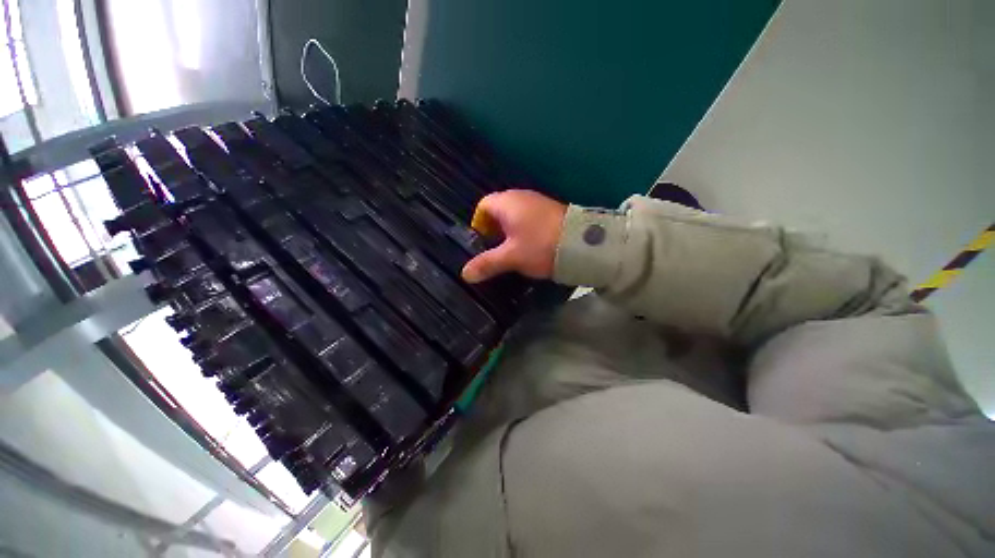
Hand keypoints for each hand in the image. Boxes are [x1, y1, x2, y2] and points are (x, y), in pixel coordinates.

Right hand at [461, 190, 566, 282]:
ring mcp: (538, 201)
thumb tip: (465, 274)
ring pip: (515, 214)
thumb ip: (487, 264)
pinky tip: (530, 245)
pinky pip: (529, 217)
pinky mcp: (550, 210)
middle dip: (494, 229)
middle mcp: (521, 196)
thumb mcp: (511, 257)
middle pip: (498, 209)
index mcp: (506, 202)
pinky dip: (525, 229)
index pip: (483, 205)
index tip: (483, 242)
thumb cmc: (540, 246)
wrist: (581, 244)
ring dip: (510, 230)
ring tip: (513, 250)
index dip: (479, 223)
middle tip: (496, 249)